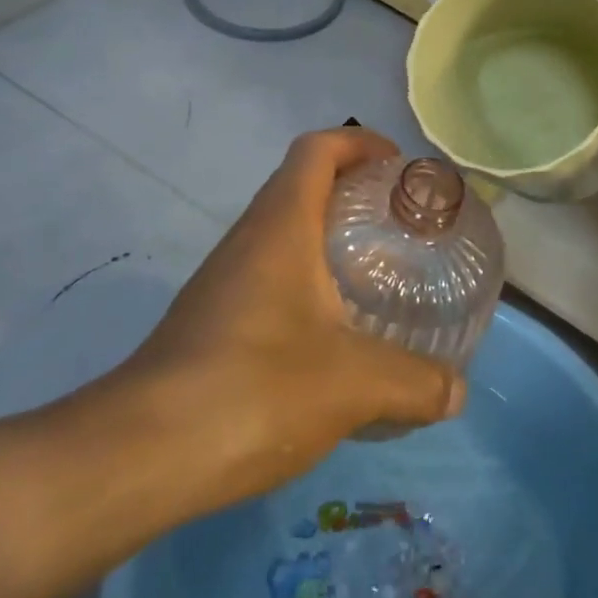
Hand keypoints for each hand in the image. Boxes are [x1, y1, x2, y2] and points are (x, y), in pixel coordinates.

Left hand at [53, 127, 465, 513]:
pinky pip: (267, 274)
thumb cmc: (254, 389)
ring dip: (326, 237)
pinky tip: (330, 333)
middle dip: (352, 190)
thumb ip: (414, 383)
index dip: (360, 142)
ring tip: (374, 274)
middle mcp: (249, 237)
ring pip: (282, 232)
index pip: (318, 148)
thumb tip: (458, 391)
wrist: (139, 455)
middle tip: (400, 224)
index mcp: (281, 224)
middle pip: (301, 184)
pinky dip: (305, 280)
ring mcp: (223, 278)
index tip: (398, 166)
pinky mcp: (210, 319)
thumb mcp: (353, 384)